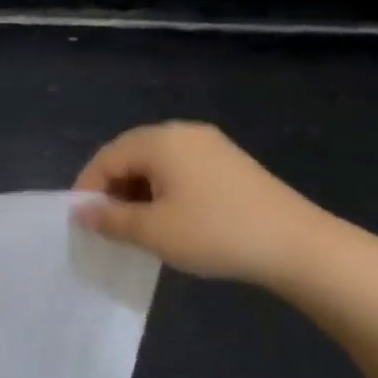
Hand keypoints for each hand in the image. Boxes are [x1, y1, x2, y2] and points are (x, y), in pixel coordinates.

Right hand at [73, 122, 332, 286]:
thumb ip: (110, 219)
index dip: (88, 189)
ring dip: (138, 191)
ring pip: (156, 163)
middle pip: (130, 155)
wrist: (296, 245)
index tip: (82, 222)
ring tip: (137, 227)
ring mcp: (209, 144)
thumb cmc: (215, 233)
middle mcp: (182, 132)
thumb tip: (80, 211)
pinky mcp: (229, 162)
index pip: (107, 158)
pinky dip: (164, 190)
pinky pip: (180, 169)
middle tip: (107, 225)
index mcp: (160, 140)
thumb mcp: (153, 231)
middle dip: (112, 189)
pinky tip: (170, 219)